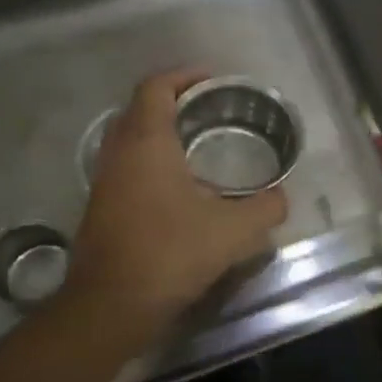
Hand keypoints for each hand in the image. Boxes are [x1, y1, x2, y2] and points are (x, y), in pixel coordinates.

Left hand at [66, 70, 288, 344]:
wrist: (111, 306)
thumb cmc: (170, 254)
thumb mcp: (233, 231)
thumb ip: (265, 208)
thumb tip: (281, 198)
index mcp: (146, 143)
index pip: (156, 87)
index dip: (184, 75)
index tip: (212, 80)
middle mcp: (119, 153)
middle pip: (140, 109)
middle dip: (174, 102)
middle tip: (210, 110)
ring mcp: (104, 181)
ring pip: (130, 140)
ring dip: (161, 134)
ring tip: (199, 146)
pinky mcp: (101, 208)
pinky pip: (127, 167)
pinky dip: (151, 162)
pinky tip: (180, 189)